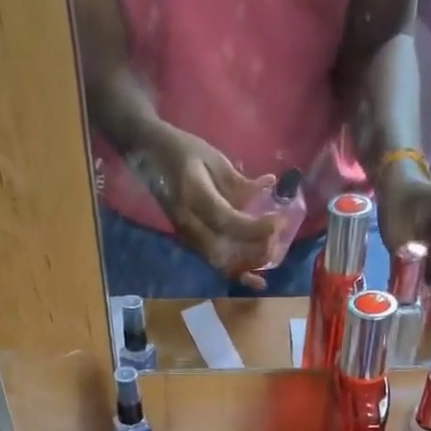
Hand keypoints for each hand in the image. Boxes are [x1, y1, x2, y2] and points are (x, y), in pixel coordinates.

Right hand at [134, 125, 283, 287]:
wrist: (151, 155)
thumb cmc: (184, 150)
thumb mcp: (215, 158)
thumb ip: (239, 182)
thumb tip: (268, 191)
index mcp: (193, 195)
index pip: (226, 220)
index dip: (255, 227)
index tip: (279, 222)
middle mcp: (187, 222)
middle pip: (224, 250)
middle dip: (254, 251)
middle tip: (279, 244)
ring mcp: (186, 236)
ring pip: (219, 262)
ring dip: (247, 266)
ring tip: (271, 260)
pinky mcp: (189, 242)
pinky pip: (214, 263)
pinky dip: (236, 272)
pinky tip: (254, 280)